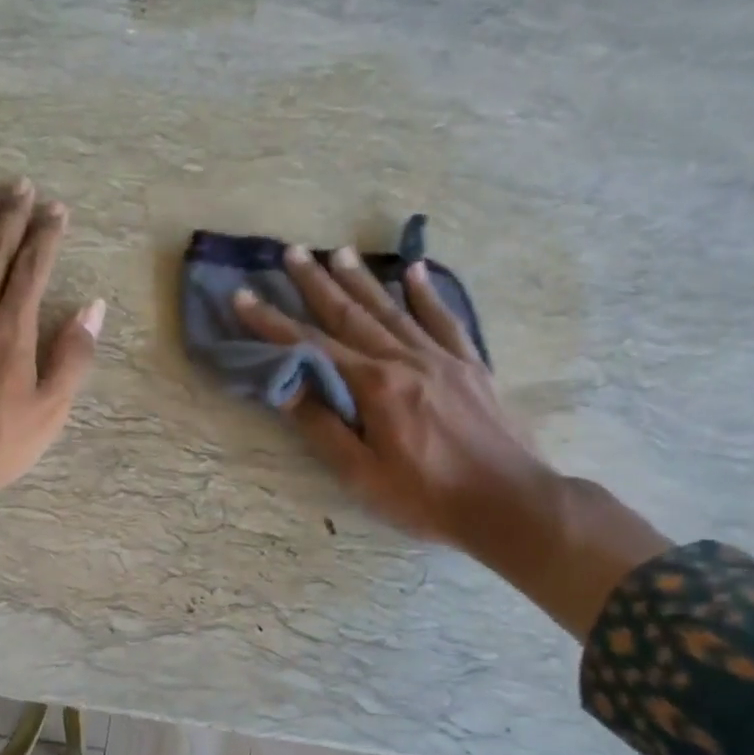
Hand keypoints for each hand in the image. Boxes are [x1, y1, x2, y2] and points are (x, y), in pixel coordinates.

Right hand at [235, 245, 666, 635]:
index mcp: (375, 386)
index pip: (311, 347)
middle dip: (317, 283)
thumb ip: (323, 426)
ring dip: (362, 280)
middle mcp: (406, 360)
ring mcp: (442, 358)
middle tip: (293, 252)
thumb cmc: (427, 498)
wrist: (509, 503)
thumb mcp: (362, 475)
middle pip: (352, 314)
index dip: (273, 323)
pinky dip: (427, 294)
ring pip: (393, 309)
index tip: (244, 297)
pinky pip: (444, 319)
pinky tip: (415, 271)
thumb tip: (284, 385)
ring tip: (339, 252)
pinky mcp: (471, 366)